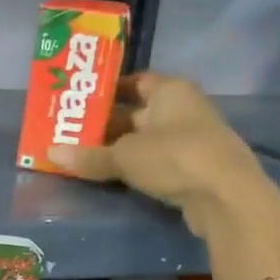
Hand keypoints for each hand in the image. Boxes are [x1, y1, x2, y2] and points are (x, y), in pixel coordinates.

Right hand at [48, 73, 274, 234]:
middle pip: (135, 111)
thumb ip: (88, 156)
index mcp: (170, 91)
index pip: (133, 81)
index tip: (78, 101)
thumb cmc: (175, 158)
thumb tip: (51, 153)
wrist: (228, 198)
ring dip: (116, 146)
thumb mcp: (124, 156)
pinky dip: (132, 164)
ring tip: (80, 154)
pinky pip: (154, 159)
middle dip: (104, 122)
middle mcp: (182, 108)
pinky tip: (108, 174)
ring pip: (143, 138)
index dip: (106, 90)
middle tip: (69, 131)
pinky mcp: (192, 167)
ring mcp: (190, 138)